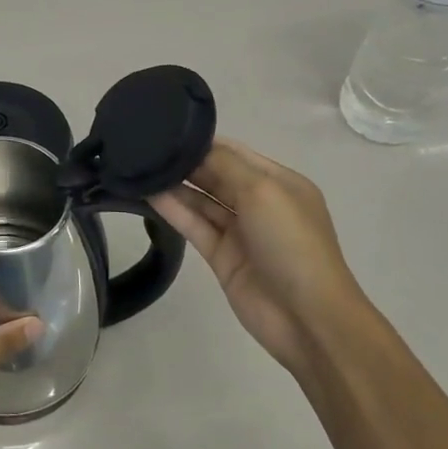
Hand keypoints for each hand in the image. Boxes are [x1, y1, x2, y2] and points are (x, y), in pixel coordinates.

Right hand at [151, 139, 365, 377]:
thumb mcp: (263, 191)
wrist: (308, 318)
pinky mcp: (222, 256)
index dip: (203, 142)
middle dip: (185, 162)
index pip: (234, 153)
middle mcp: (259, 203)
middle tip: (145, 147)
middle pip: (216, 175)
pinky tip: (148, 194)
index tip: (166, 130)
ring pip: (201, 200)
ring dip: (174, 185)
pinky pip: (194, 225)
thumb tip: (193, 145)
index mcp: (279, 182)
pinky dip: (173, 210)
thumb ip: (225, 164)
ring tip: (140, 168)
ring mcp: (240, 231)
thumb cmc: (291, 243)